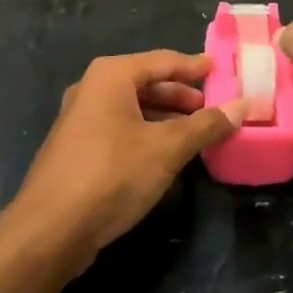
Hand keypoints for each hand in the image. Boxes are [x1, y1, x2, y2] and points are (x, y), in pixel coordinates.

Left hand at [13, 51, 246, 272]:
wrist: (49, 231)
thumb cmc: (112, 174)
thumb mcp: (167, 148)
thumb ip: (206, 125)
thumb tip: (243, 105)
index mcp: (112, 75)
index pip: (164, 61)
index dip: (195, 67)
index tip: (222, 71)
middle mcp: (93, 88)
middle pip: (147, 82)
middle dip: (182, 96)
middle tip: (214, 107)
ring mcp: (80, 119)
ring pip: (133, 109)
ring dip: (166, 118)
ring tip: (197, 133)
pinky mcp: (77, 149)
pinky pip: (120, 129)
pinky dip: (146, 134)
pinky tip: (166, 155)